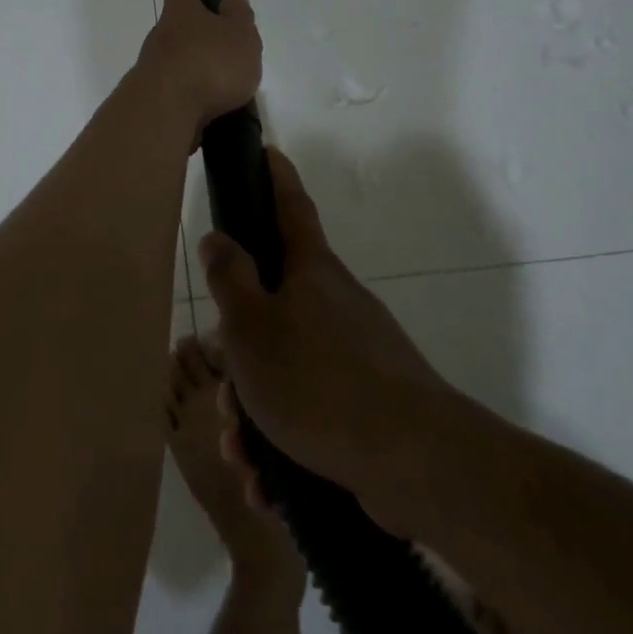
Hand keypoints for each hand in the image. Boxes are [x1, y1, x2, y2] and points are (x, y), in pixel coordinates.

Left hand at [133, 0, 262, 134]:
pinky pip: (180, 89)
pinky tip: (213, 107)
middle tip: (223, 40)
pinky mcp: (155, 99)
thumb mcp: (239, 37)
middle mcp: (162, 35)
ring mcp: (154, 68)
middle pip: (179, 24)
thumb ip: (239, 18)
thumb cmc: (208, 64)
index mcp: (182, 12)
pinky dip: (196, 94)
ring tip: (228, 84)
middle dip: (197, 28)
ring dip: (199, 66)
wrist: (165, 113)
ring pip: (180, 59)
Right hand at [201, 148, 457, 534]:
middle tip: (224, 394)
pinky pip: (311, 410)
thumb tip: (218, 237)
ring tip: (243, 454)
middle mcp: (335, 302)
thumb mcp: (252, 326)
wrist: (413, 461)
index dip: (275, 177)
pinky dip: (284, 440)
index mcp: (310, 271)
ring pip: (287, 368)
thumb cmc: (317, 379)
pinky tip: (267, 482)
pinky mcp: (368, 401)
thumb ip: (229, 277)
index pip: (289, 205)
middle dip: (241, 352)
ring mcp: (357, 352)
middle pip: (274, 307)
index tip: (267, 151)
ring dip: (256, 410)